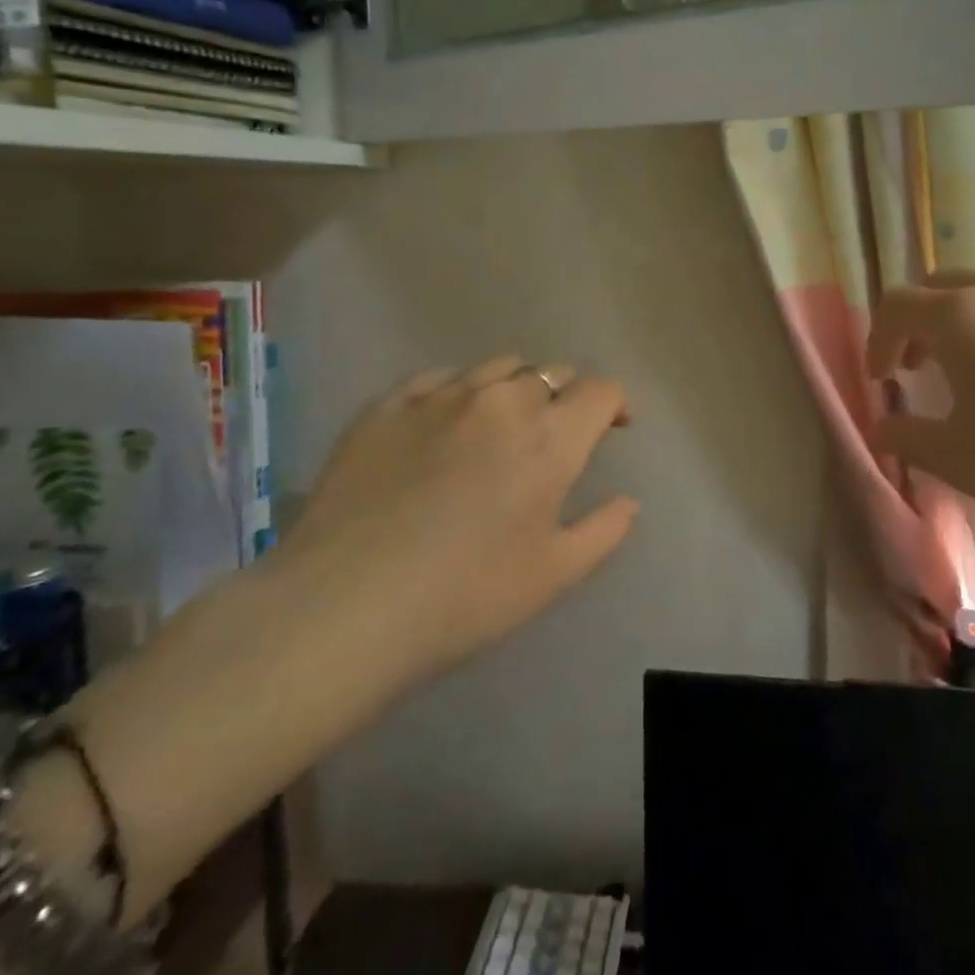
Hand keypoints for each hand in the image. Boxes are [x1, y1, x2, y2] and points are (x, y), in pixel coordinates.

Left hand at [270, 356, 637, 690]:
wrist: (346, 607)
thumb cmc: (467, 596)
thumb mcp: (555, 574)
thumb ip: (604, 530)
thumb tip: (629, 501)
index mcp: (550, 437)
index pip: (599, 390)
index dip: (614, 403)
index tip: (613, 427)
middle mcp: (501, 400)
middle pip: (550, 373)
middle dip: (566, 397)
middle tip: (556, 434)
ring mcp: (439, 398)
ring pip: (496, 367)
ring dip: (516, 387)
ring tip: (503, 422)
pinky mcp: (386, 407)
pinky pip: (436, 378)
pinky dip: (457, 390)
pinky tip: (446, 421)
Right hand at [867, 270, 974, 587]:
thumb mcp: (956, 461)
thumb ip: (905, 434)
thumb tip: (883, 426)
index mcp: (963, 317)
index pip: (897, 306)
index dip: (878, 340)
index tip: (883, 380)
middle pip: (944, 286)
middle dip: (921, 321)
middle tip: (921, 366)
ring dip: (973, 320)